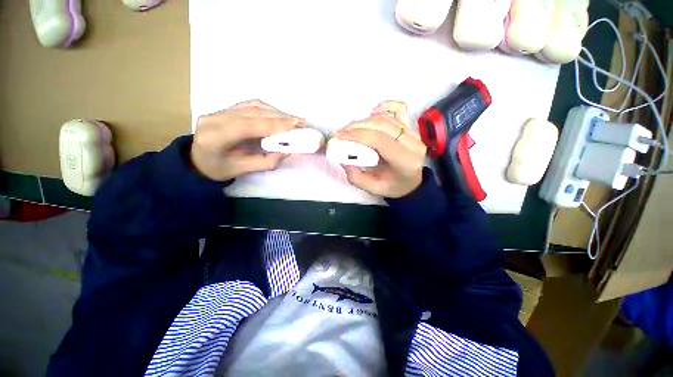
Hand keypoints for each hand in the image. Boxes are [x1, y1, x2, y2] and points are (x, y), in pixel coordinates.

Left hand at [191, 99, 302, 180]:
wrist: (198, 161)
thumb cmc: (219, 169)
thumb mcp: (242, 170)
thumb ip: (266, 162)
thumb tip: (288, 151)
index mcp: (214, 137)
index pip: (248, 125)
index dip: (274, 123)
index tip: (295, 124)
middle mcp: (214, 118)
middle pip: (252, 112)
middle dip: (280, 116)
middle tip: (301, 122)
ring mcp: (218, 111)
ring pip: (253, 106)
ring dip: (276, 112)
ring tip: (294, 120)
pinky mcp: (225, 109)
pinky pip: (250, 105)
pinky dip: (268, 110)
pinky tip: (280, 116)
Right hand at [336, 101, 426, 197]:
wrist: (411, 182)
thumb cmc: (393, 186)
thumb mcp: (374, 189)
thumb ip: (357, 177)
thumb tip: (344, 159)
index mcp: (405, 161)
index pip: (380, 140)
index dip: (358, 135)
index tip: (340, 137)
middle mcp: (412, 143)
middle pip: (382, 125)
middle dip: (357, 127)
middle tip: (340, 134)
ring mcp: (413, 133)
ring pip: (386, 117)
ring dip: (364, 120)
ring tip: (350, 129)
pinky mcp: (411, 127)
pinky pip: (399, 109)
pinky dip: (385, 107)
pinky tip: (372, 111)